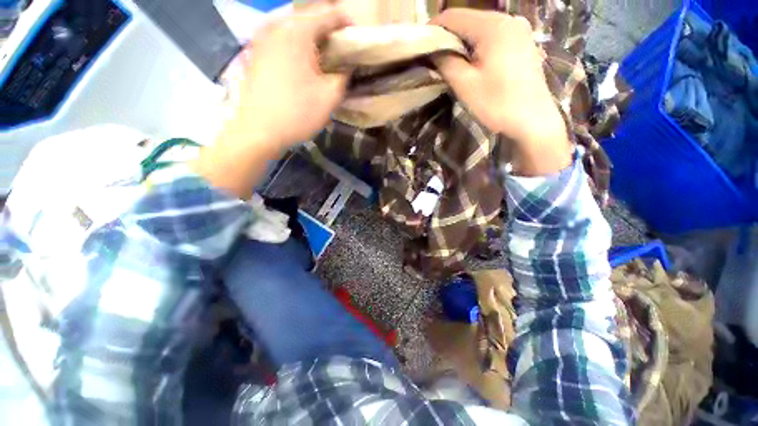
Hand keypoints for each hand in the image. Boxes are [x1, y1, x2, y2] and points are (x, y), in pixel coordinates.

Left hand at [193, 3, 351, 197]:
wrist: (258, 130)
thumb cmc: (297, 113)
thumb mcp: (330, 97)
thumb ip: (343, 76)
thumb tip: (346, 67)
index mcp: (297, 31)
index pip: (329, 13)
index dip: (346, 23)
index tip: (357, 38)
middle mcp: (277, 25)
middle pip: (310, 15)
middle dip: (329, 27)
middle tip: (343, 48)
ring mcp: (262, 37)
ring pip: (295, 26)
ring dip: (313, 36)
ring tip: (326, 55)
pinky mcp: (257, 52)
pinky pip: (283, 38)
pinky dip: (298, 44)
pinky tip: (305, 61)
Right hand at [430, 9, 571, 174]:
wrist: (533, 120)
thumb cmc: (498, 104)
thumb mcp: (465, 85)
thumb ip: (446, 63)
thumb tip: (432, 51)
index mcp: (493, 26)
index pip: (454, 16)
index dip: (433, 28)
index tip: (420, 45)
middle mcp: (508, 19)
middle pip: (468, 19)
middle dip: (448, 36)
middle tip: (433, 56)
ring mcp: (519, 29)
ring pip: (480, 27)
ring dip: (462, 42)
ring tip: (449, 61)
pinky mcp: (523, 41)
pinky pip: (493, 36)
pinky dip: (478, 45)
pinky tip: (472, 62)